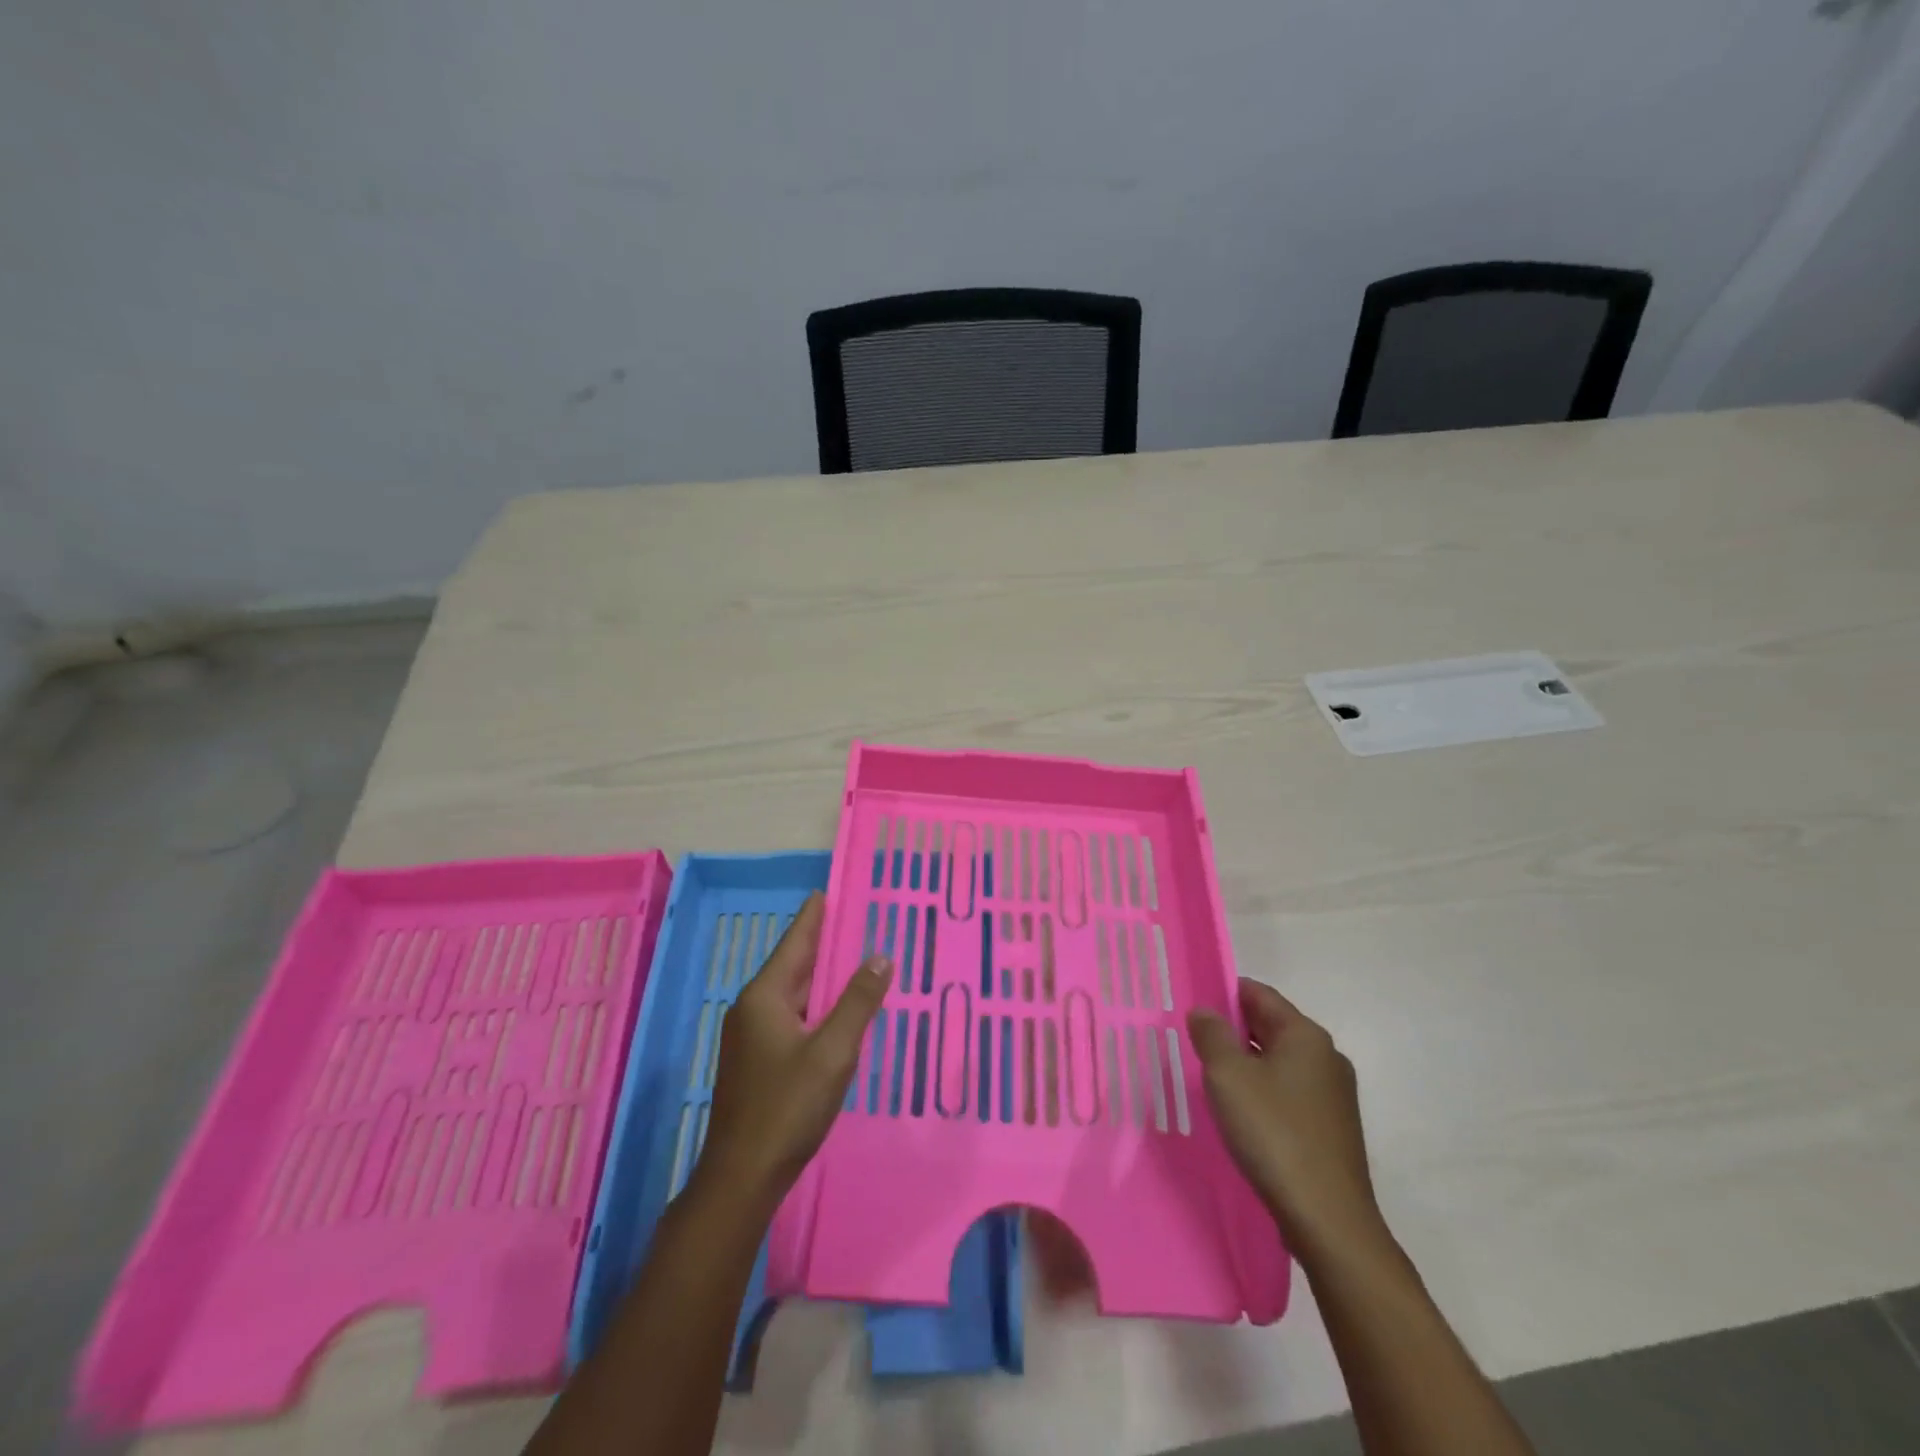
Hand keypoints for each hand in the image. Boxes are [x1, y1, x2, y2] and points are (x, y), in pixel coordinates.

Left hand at [697, 893, 889, 1206]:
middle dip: (822, 943)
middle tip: (854, 920)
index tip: (828, 890)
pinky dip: (815, 1004)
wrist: (742, 1176)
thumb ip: (858, 1002)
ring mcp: (751, 1036)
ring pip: (793, 993)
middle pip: (793, 965)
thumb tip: (881, 955)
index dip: (814, 916)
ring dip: (821, 976)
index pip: (795, 942)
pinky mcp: (757, 1060)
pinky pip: (791, 1016)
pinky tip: (836, 1010)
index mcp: (765, 996)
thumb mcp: (832, 1052)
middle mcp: (752, 1008)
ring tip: (852, 957)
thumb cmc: (788, 1107)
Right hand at [1188, 980, 1382, 1255]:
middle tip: (1192, 1041)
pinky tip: (1241, 1114)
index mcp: (1305, 1035)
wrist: (1328, 1220)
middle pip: (1270, 1026)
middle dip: (1232, 1030)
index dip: (1223, 993)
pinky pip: (1289, 1093)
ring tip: (1210, 1078)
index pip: (1258, 994)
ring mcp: (1334, 1095)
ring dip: (1246, 1064)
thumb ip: (1211, 1035)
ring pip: (1279, 1062)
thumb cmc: (1274, 1134)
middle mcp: (1326, 1057)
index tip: (1191, 1005)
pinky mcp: (1332, 1128)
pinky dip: (1263, 1092)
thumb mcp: (1228, 1076)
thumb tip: (1204, 1011)